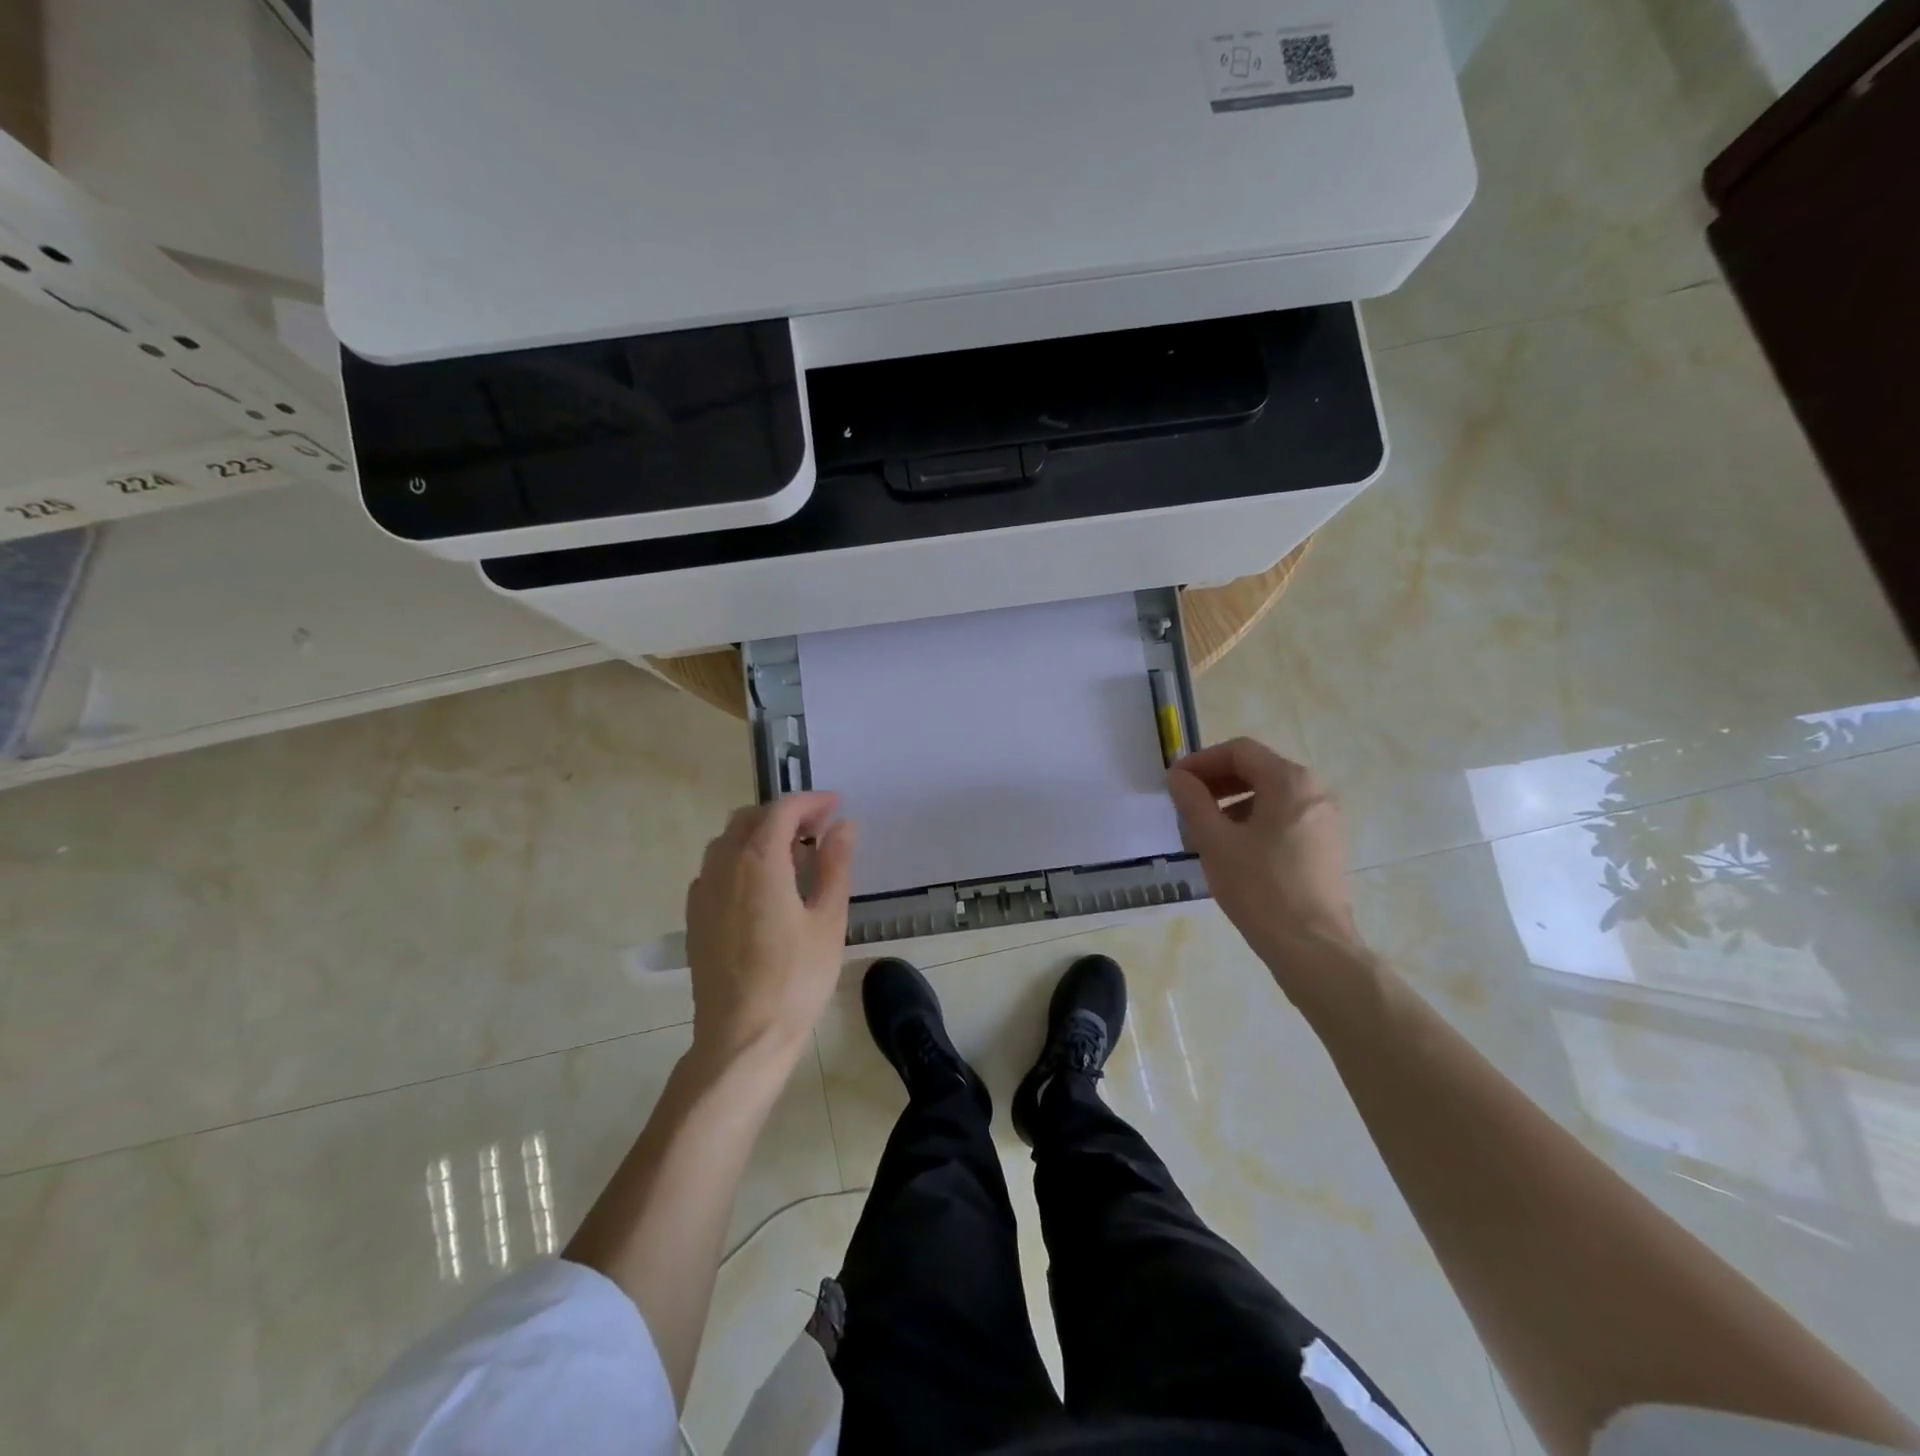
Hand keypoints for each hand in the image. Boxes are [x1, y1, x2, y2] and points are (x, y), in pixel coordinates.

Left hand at [684, 792, 855, 1069]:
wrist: (741, 1037)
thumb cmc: (795, 979)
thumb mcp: (828, 920)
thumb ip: (836, 865)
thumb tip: (844, 826)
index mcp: (758, 862)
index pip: (782, 810)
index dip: (811, 801)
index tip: (837, 805)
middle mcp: (723, 866)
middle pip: (750, 818)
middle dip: (785, 814)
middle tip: (820, 829)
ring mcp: (703, 891)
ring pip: (728, 841)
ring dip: (761, 834)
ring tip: (796, 857)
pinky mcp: (695, 916)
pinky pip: (716, 868)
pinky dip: (742, 859)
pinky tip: (765, 887)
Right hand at [1166, 739, 1365, 981]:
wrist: (1312, 947)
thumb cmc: (1259, 888)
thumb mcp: (1215, 841)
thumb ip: (1193, 801)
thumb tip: (1179, 777)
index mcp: (1289, 782)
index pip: (1239, 751)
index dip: (1201, 761)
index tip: (1175, 783)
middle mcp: (1314, 791)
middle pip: (1257, 770)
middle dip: (1216, 782)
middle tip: (1185, 804)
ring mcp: (1324, 819)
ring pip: (1270, 795)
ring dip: (1232, 802)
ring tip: (1203, 830)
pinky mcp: (1325, 846)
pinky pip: (1284, 817)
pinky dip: (1254, 820)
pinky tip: (1232, 849)